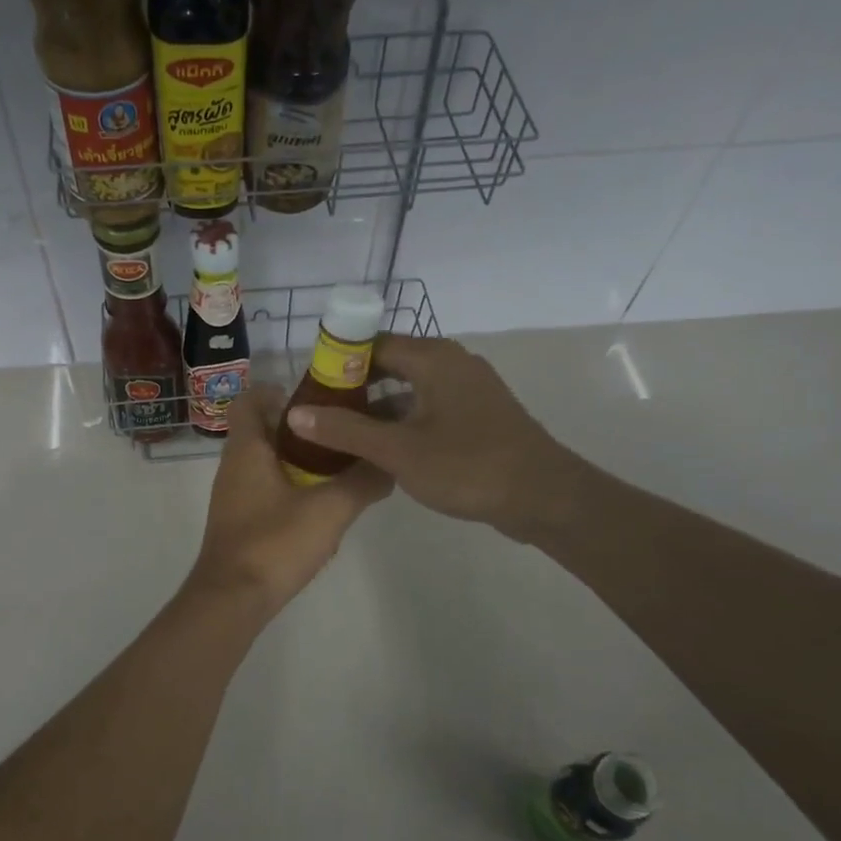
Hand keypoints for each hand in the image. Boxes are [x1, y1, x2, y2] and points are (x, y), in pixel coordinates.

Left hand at [192, 383, 391, 616]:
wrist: (232, 599)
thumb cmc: (275, 543)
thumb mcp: (330, 509)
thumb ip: (362, 482)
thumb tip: (390, 464)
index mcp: (247, 449)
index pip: (250, 400)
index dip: (279, 392)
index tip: (317, 401)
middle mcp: (234, 465)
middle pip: (263, 430)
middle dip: (301, 429)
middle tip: (340, 435)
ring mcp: (233, 495)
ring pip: (266, 462)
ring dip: (299, 461)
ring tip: (340, 471)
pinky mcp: (239, 521)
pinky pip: (265, 490)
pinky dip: (291, 489)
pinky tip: (321, 509)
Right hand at [283, 335, 581, 542]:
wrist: (544, 497)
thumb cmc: (468, 466)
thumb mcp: (398, 450)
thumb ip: (346, 430)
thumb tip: (295, 413)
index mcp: (434, 358)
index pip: (372, 343)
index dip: (337, 361)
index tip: (309, 386)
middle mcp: (452, 363)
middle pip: (390, 362)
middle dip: (353, 385)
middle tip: (319, 411)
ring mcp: (468, 389)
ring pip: (409, 387)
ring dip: (376, 405)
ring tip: (341, 430)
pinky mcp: (477, 414)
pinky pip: (428, 405)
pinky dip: (402, 419)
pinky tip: (381, 446)